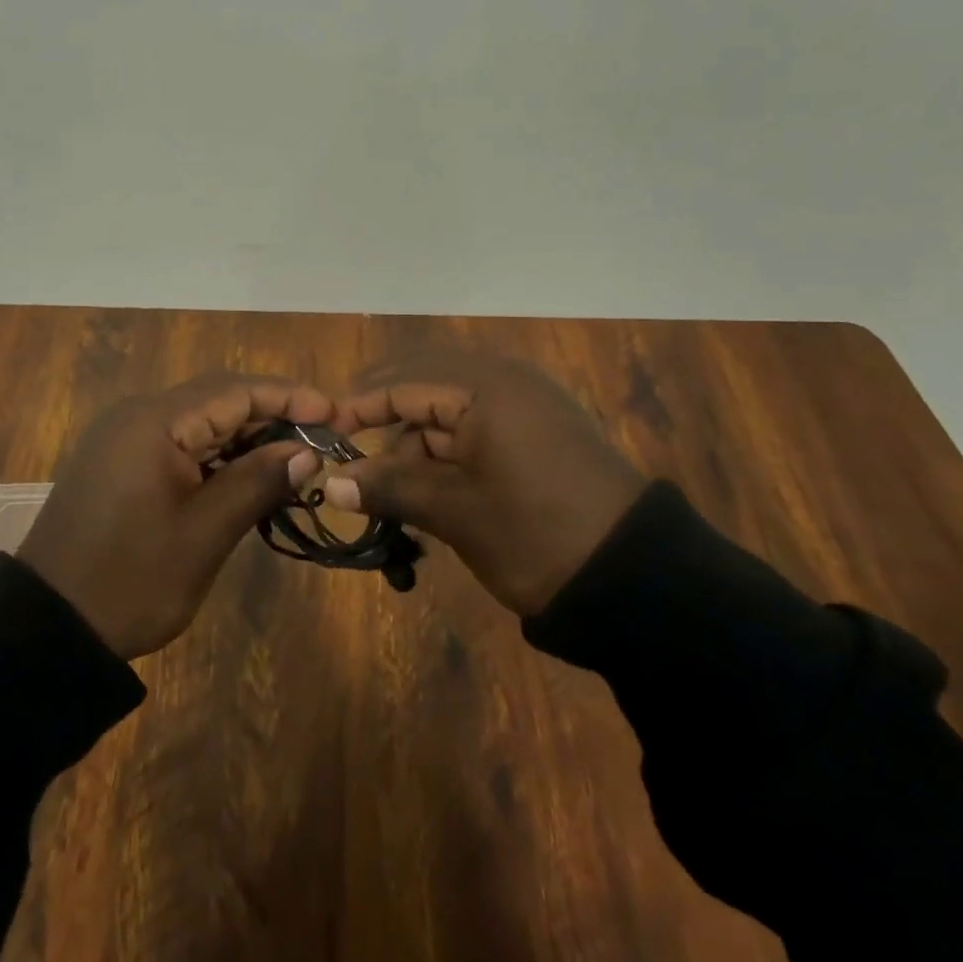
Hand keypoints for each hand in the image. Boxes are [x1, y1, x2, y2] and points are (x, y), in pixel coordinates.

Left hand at [16, 374, 330, 659]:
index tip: (335, 413)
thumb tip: (307, 451)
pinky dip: (216, 454)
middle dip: (271, 414)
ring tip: (295, 459)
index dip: (288, 398)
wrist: (48, 628)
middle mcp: (137, 415)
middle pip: (217, 398)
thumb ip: (256, 483)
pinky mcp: (120, 460)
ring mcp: (125, 437)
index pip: (234, 391)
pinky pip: (179, 441)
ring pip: (199, 420)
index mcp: (154, 422)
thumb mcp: (203, 535)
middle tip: (322, 438)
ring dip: (245, 435)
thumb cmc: (130, 581)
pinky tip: (247, 475)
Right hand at [325, 352, 645, 614]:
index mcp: (485, 386)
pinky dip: (448, 452)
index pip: (403, 382)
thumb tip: (330, 482)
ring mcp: (525, 403)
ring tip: (400, 497)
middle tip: (355, 461)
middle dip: (387, 421)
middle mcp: (504, 379)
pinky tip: (435, 492)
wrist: (639, 582)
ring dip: (417, 444)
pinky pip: (475, 425)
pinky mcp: (538, 430)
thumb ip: (389, 487)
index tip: (323, 436)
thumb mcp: (455, 512)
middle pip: (423, 385)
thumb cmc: (536, 536)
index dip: (358, 407)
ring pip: (448, 408)